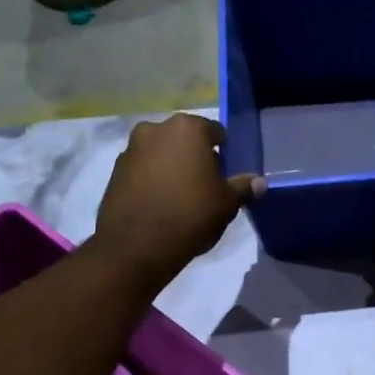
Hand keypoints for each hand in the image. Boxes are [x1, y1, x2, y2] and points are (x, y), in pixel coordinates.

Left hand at [92, 114, 263, 287]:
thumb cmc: (190, 214)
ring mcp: (131, 149)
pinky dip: (152, 179)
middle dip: (194, 156)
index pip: (214, 131)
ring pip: (161, 153)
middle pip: (184, 139)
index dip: (223, 151)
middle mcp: (155, 129)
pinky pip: (142, 170)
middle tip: (205, 184)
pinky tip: (160, 203)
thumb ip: (243, 187)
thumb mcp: (226, 203)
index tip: (226, 172)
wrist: (136, 246)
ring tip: (181, 196)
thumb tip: (259, 182)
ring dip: (171, 166)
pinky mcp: (114, 172)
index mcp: (187, 128)